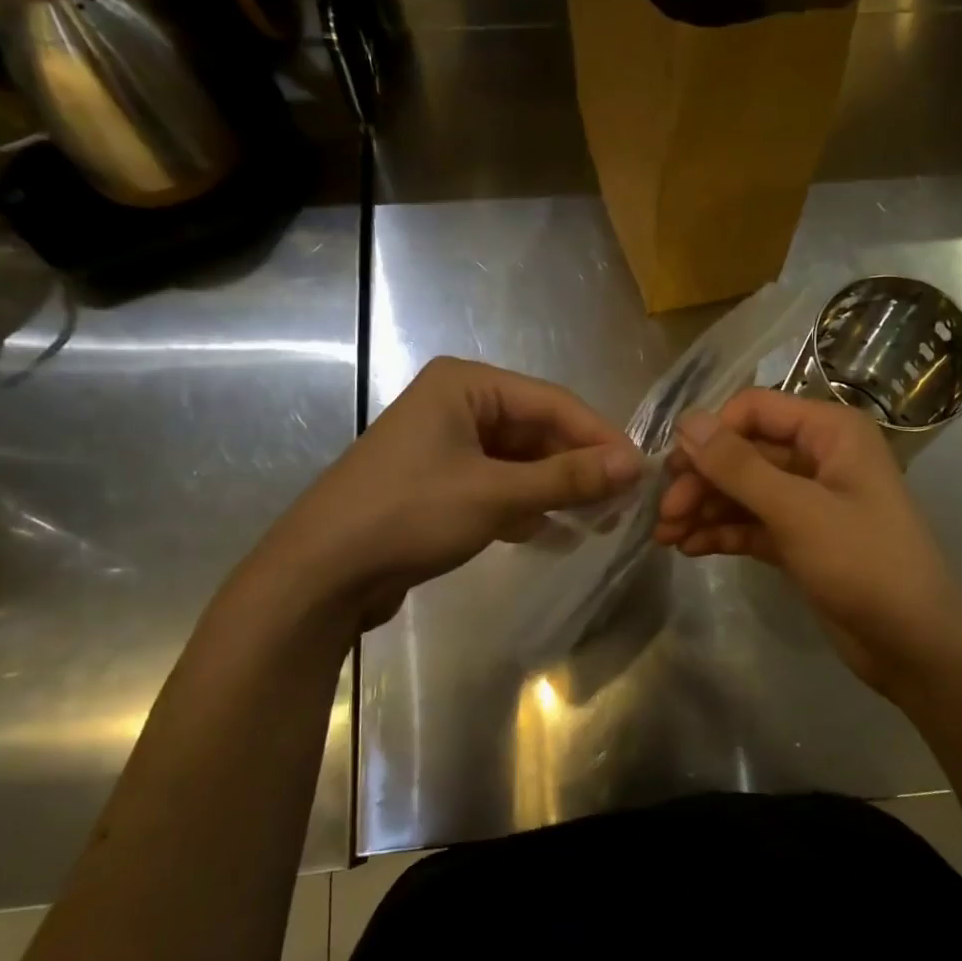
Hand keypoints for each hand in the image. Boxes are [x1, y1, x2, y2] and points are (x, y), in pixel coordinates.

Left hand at [246, 358, 640, 631]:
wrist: (320, 574)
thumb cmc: (409, 515)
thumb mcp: (496, 494)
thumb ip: (567, 478)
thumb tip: (635, 465)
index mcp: (467, 386)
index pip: (553, 403)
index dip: (600, 437)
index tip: (641, 473)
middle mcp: (458, 405)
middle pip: (537, 431)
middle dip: (579, 467)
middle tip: (623, 503)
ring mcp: (447, 446)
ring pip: (520, 461)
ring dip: (557, 489)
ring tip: (598, 521)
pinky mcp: (440, 485)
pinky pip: (498, 485)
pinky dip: (526, 506)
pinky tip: (553, 533)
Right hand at [653, 388, 961, 699]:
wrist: (914, 643)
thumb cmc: (864, 562)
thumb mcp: (797, 510)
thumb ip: (739, 465)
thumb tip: (687, 421)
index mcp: (830, 432)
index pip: (755, 410)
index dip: (712, 434)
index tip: (673, 468)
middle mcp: (818, 456)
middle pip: (744, 452)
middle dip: (702, 480)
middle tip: (664, 513)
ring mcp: (808, 500)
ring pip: (743, 491)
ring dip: (704, 509)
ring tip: (665, 536)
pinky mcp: (800, 538)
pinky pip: (752, 523)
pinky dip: (722, 531)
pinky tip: (690, 548)